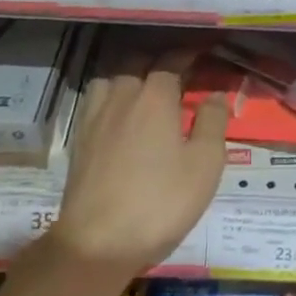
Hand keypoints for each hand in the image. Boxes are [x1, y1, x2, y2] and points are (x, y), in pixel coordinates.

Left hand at [48, 43, 227, 285]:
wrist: (98, 242)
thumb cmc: (161, 202)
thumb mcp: (205, 165)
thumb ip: (213, 123)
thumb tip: (215, 96)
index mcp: (155, 97)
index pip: (172, 61)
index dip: (188, 54)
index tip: (202, 53)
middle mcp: (122, 96)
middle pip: (137, 63)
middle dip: (158, 60)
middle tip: (177, 71)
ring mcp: (95, 117)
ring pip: (112, 78)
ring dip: (130, 75)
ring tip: (145, 89)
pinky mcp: (79, 139)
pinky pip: (96, 101)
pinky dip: (111, 96)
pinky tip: (119, 114)